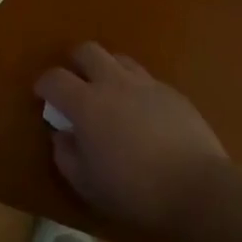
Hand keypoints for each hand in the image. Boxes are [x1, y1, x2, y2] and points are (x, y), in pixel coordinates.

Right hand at [35, 44, 229, 233]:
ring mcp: (147, 84)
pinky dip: (135, 88)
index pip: (54, 78)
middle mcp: (114, 83)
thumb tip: (62, 134)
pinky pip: (146, 79)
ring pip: (119, 59)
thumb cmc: (134, 191)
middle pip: (87, 51)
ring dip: (107, 70)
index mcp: (86, 103)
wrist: (198, 189)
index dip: (44, 84)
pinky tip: (141, 112)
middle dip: (75, 63)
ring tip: (109, 94)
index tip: (43, 97)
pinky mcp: (173, 93)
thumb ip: (65, 154)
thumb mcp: (86, 184)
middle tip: (75, 86)